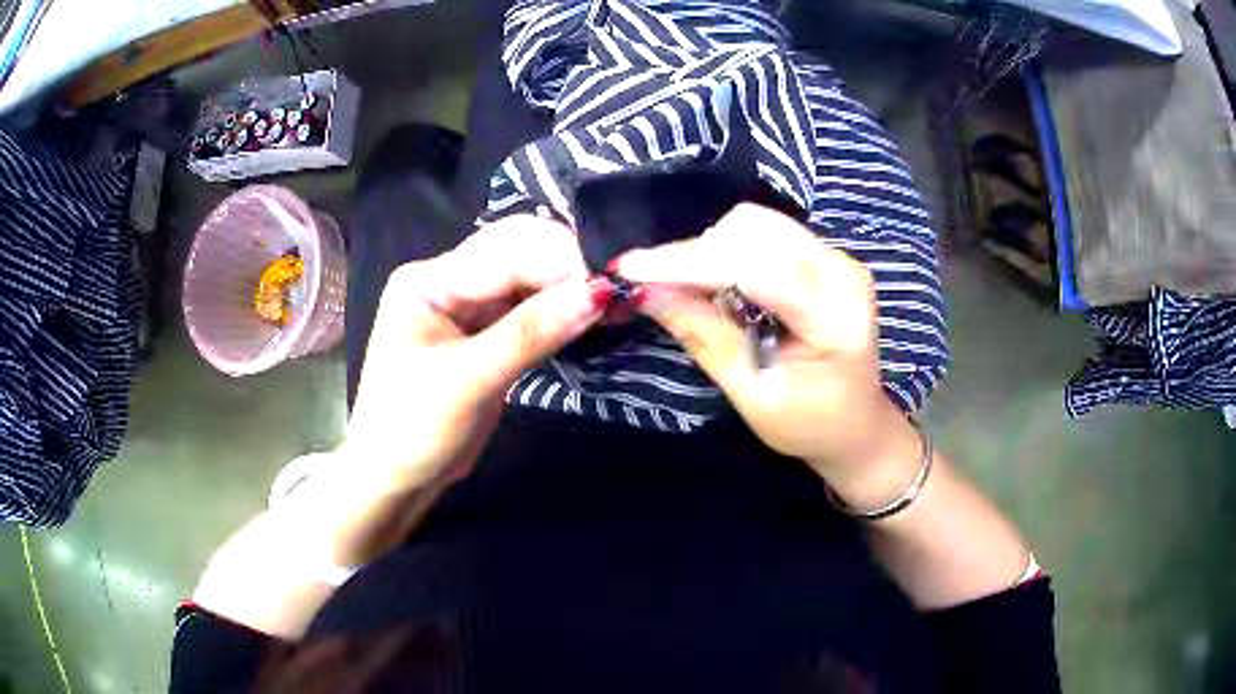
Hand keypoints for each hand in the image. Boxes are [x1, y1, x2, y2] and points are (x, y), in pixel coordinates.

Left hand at [341, 214, 608, 486]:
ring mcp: (467, 306)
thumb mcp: (469, 380)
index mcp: (429, 280)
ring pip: (529, 280)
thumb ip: (531, 333)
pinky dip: (559, 313)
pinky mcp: (486, 333)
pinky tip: (590, 319)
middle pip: (519, 255)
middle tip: (620, 292)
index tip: (612, 283)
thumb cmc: (414, 429)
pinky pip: (529, 309)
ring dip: (569, 289)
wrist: (396, 479)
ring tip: (615, 305)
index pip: (505, 251)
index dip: (561, 260)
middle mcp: (448, 280)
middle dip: (568, 268)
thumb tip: (599, 292)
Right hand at [615, 204, 921, 505]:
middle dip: (695, 253)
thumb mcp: (752, 395)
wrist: (856, 424)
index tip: (629, 268)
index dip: (688, 262)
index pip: (756, 267)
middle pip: (755, 230)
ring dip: (710, 248)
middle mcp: (842, 271)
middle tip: (654, 286)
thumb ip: (705, 337)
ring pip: (757, 223)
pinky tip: (717, 282)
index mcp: (835, 317)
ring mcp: (837, 257)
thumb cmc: (809, 425)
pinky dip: (728, 249)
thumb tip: (645, 292)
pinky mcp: (825, 255)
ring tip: (687, 288)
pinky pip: (766, 232)